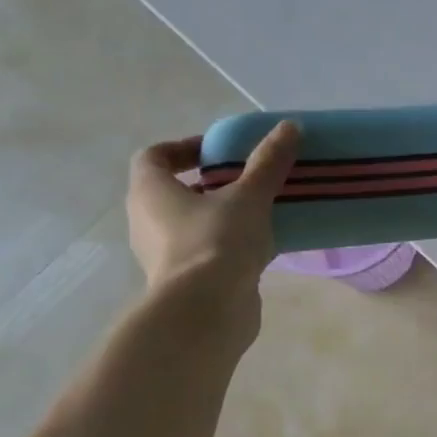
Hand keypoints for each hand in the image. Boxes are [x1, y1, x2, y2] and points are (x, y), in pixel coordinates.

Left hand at [126, 122, 299, 308]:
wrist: (207, 311)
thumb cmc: (217, 242)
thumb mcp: (249, 196)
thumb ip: (268, 163)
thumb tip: (290, 126)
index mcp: (149, 191)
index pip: (155, 156)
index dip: (185, 148)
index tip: (220, 151)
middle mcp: (146, 221)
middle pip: (173, 192)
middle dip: (209, 184)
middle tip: (246, 182)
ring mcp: (163, 255)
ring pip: (190, 225)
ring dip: (220, 217)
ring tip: (260, 214)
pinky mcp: (183, 283)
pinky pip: (204, 253)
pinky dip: (226, 247)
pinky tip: (260, 249)